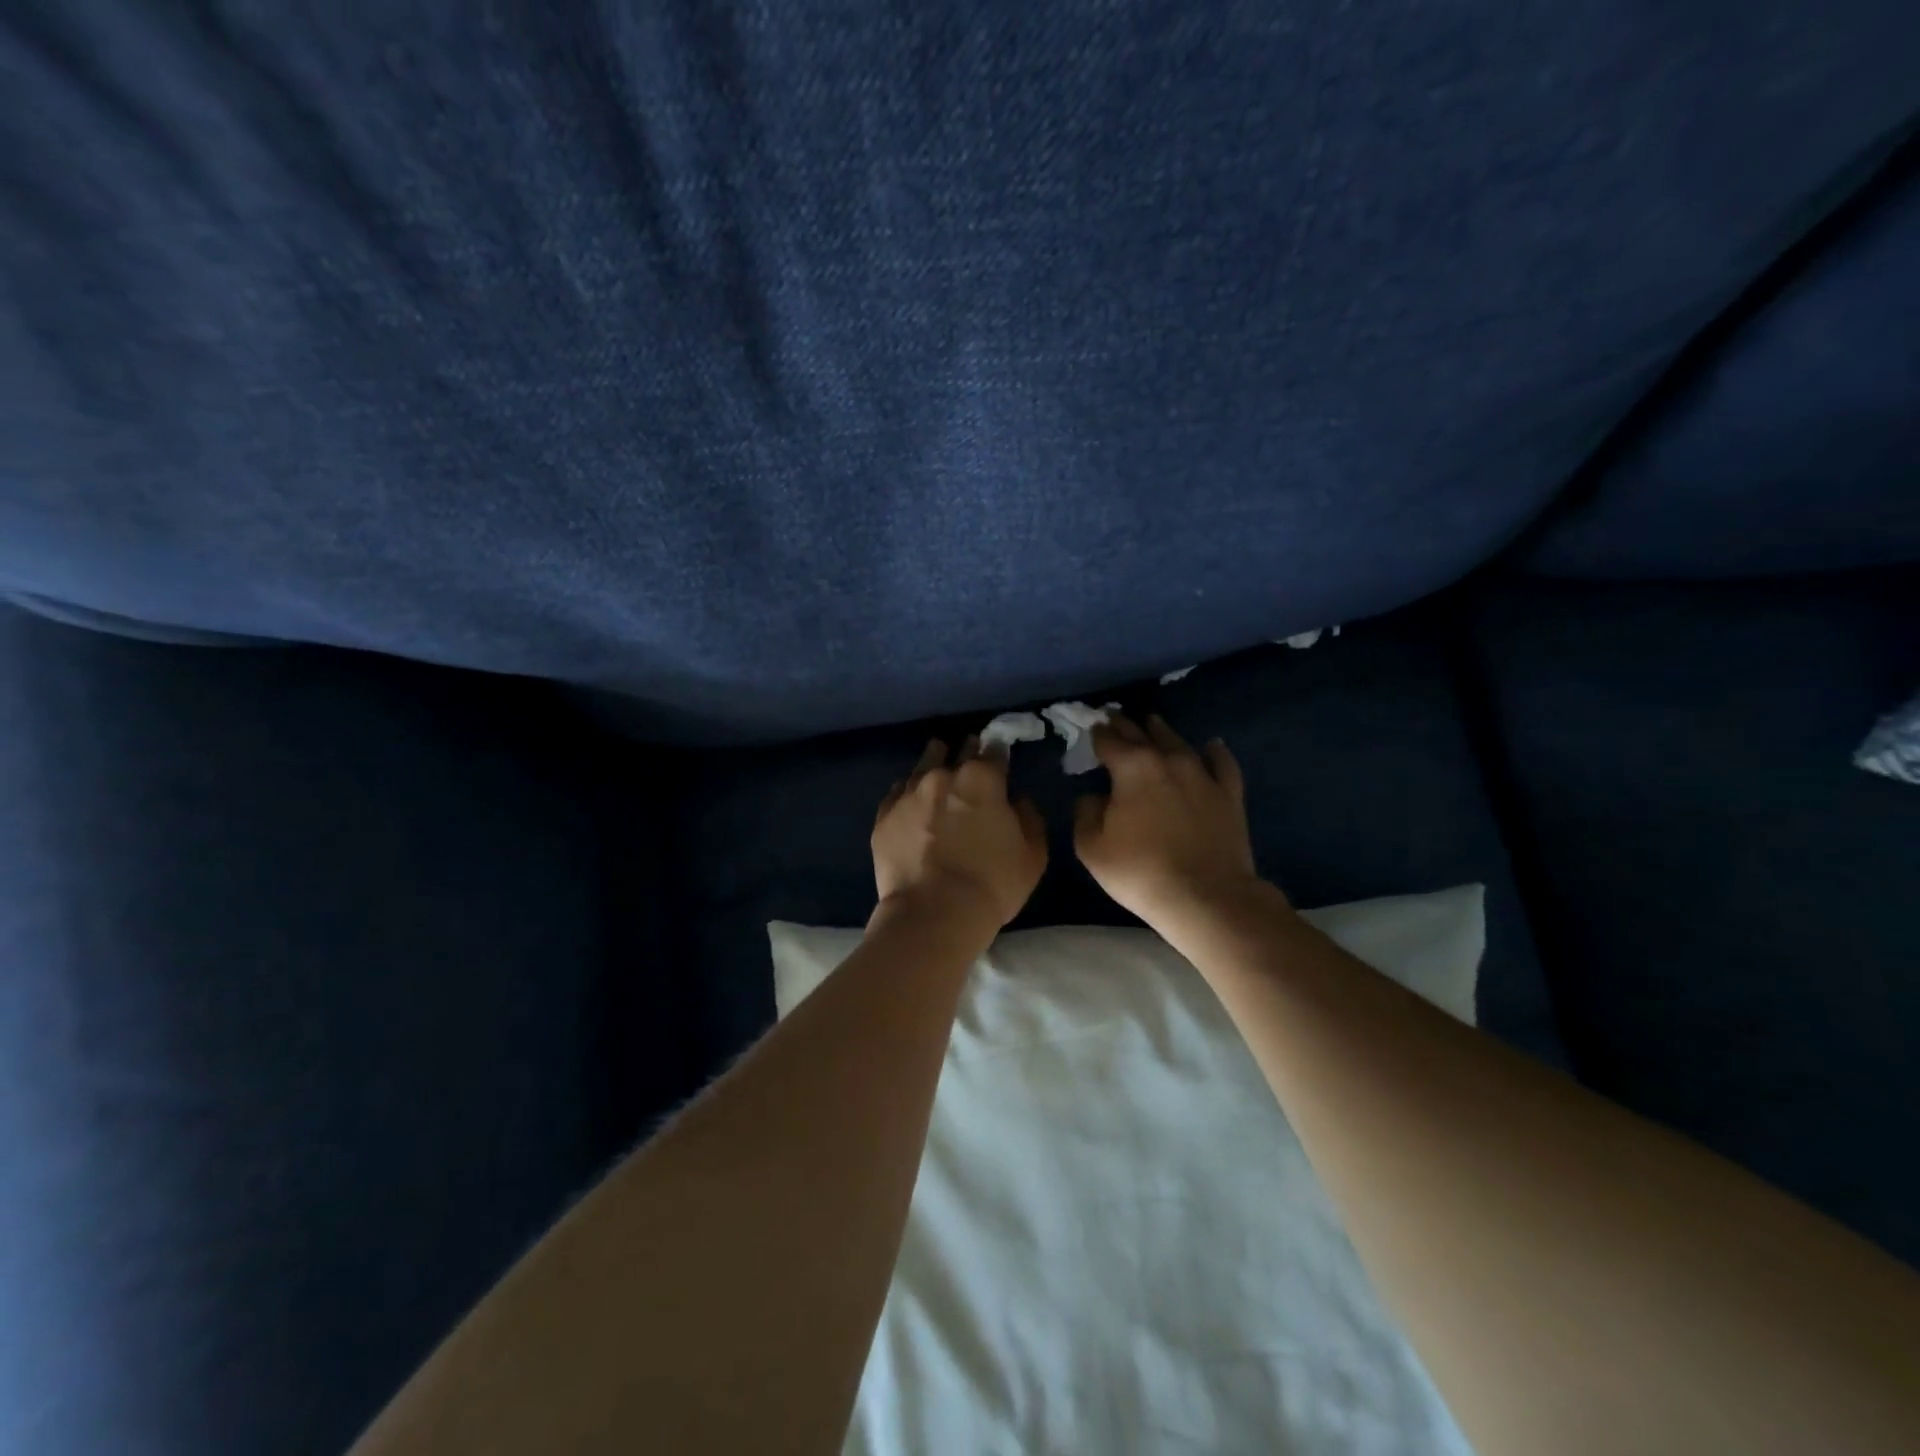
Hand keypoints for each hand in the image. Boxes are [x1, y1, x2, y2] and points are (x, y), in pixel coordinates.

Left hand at [872, 738, 1047, 933]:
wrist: (933, 914)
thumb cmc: (992, 884)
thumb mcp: (1032, 855)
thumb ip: (1028, 817)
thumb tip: (1016, 799)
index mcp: (983, 778)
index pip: (994, 749)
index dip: (998, 753)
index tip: (1000, 760)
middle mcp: (943, 775)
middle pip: (958, 752)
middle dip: (967, 754)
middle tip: (972, 766)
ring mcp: (909, 793)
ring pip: (923, 765)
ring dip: (934, 764)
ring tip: (938, 769)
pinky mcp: (884, 816)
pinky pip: (898, 793)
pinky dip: (908, 793)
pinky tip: (912, 800)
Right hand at [1075, 714, 1279, 936]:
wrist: (1205, 897)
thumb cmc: (1140, 872)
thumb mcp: (1092, 848)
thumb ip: (1086, 813)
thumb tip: (1093, 796)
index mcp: (1131, 767)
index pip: (1109, 740)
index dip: (1097, 733)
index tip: (1091, 728)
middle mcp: (1167, 760)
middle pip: (1142, 733)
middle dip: (1125, 725)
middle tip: (1114, 718)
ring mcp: (1202, 774)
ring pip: (1178, 741)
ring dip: (1162, 731)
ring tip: (1152, 723)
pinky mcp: (1228, 794)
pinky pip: (1221, 763)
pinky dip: (1214, 752)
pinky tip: (1211, 745)